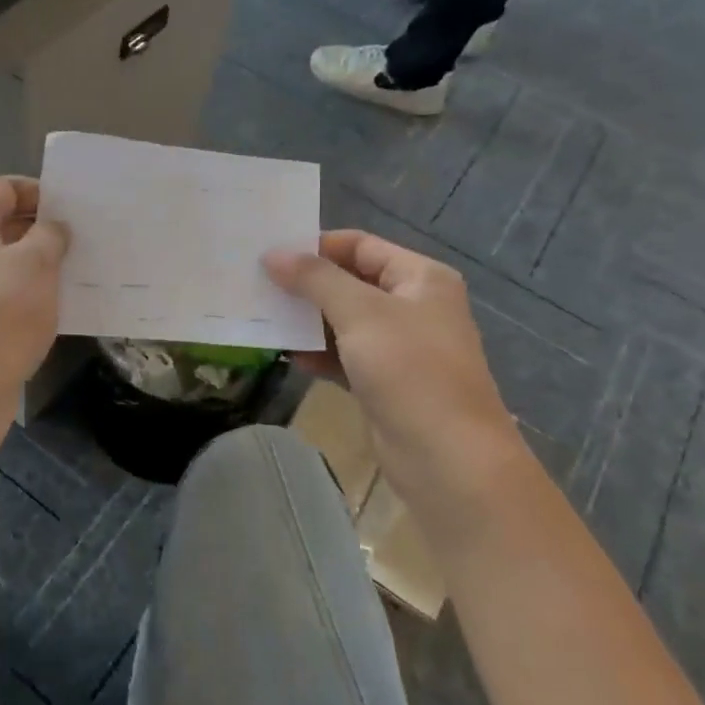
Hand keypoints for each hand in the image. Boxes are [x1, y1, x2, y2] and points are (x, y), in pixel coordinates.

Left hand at [0, 177, 68, 433]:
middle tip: (91, 241)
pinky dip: (29, 294)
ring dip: (42, 266)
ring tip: (85, 271)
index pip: (8, 188)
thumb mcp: (35, 264)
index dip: (46, 195)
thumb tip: (54, 227)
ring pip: (7, 262)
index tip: (82, 213)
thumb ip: (51, 234)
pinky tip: (63, 303)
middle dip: (47, 231)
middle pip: (5, 223)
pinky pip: (3, 293)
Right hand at [265, 231, 528, 552]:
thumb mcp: (361, 313)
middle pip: (350, 282)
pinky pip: (345, 356)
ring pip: (344, 322)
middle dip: (306, 284)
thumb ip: (315, 279)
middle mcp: (413, 306)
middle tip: (257, 284)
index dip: (316, 246)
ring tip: (263, 316)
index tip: (270, 253)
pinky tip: (288, 355)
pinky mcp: (385, 383)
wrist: (447, 458)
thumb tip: (273, 254)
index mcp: (420, 278)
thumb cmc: (409, 370)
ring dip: (308, 320)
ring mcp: (400, 347)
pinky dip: (318, 353)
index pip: (360, 245)